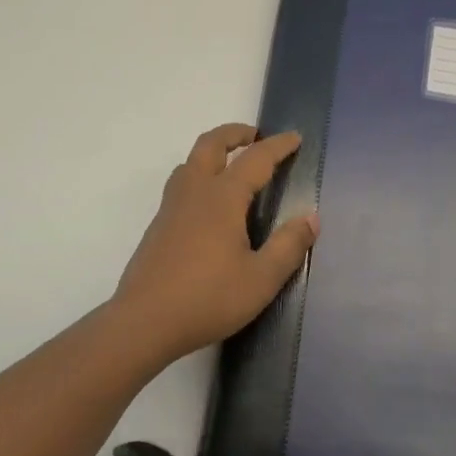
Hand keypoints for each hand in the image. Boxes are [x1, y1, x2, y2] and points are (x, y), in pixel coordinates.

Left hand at [111, 122, 318, 363]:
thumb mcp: (261, 279)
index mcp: (222, 197)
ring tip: (231, 164)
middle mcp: (195, 192)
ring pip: (190, 162)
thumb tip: (311, 218)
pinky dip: (199, 175)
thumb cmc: (208, 298)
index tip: (295, 138)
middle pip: (210, 145)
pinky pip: (181, 184)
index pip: (255, 159)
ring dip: (213, 152)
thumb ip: (288, 246)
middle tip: (255, 136)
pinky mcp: (158, 226)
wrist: (144, 322)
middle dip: (234, 133)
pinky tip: (209, 205)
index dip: (278, 146)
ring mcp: (171, 208)